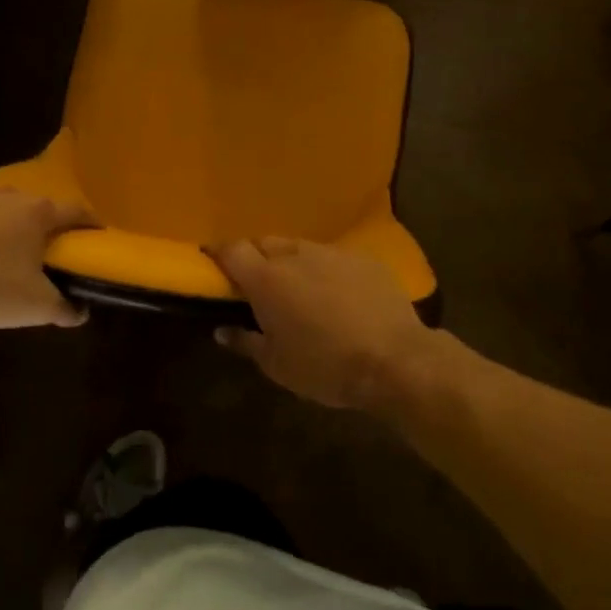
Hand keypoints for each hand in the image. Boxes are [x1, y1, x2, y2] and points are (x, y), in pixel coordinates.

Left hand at [0, 184, 96, 328]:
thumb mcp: (35, 306)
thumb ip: (64, 308)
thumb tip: (81, 313)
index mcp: (36, 214)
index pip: (74, 211)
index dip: (89, 222)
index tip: (96, 232)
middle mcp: (6, 195)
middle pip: (32, 206)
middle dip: (38, 224)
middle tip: (38, 248)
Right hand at [205, 237, 435, 411]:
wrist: (396, 361)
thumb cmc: (326, 367)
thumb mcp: (277, 365)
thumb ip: (245, 342)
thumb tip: (222, 330)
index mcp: (266, 279)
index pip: (231, 249)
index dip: (219, 254)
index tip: (214, 265)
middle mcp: (296, 255)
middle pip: (264, 243)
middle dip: (256, 259)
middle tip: (259, 286)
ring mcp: (332, 252)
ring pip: (300, 248)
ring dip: (292, 263)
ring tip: (301, 290)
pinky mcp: (363, 258)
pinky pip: (333, 257)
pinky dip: (326, 270)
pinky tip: (338, 295)